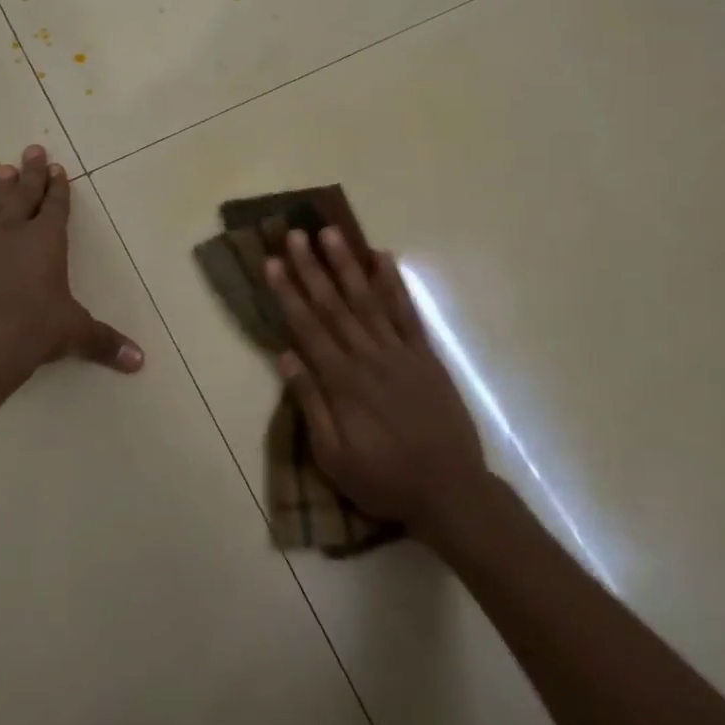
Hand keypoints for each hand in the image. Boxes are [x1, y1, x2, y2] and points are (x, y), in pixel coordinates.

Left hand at [0, 145, 144, 393]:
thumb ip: (104, 342)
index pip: (55, 206)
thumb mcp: (74, 333)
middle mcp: (15, 234)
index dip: (58, 186)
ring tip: (2, 170)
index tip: (56, 166)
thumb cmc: (32, 329)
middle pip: (24, 195)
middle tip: (30, 149)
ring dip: (1, 189)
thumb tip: (140, 362)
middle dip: (30, 173)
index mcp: (47, 241)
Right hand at [266, 227, 486, 532]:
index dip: (288, 292)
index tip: (273, 262)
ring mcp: (399, 352)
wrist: (450, 491)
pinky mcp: (425, 356)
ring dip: (347, 264)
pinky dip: (394, 284)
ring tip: (332, 233)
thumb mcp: (334, 457)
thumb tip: (285, 356)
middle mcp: (368, 356)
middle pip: (334, 304)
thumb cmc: (384, 479)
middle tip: (296, 233)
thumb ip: (310, 404)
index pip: (307, 327)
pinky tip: (383, 258)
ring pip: (368, 299)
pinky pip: (407, 313)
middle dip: (312, 267)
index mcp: (342, 381)